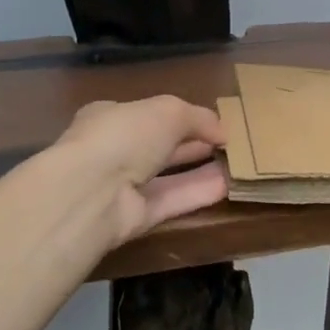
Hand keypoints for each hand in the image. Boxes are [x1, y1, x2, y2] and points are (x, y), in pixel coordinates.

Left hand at [50, 96, 228, 244]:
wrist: (91, 193)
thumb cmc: (124, 135)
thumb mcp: (168, 111)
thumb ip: (197, 117)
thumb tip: (222, 130)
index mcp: (110, 117)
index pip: (147, 114)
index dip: (180, 116)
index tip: (211, 121)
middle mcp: (114, 151)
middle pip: (159, 146)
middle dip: (193, 143)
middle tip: (230, 142)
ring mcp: (121, 187)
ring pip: (167, 176)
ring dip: (200, 169)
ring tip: (238, 164)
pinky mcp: (134, 219)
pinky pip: (171, 201)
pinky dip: (197, 193)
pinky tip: (228, 185)